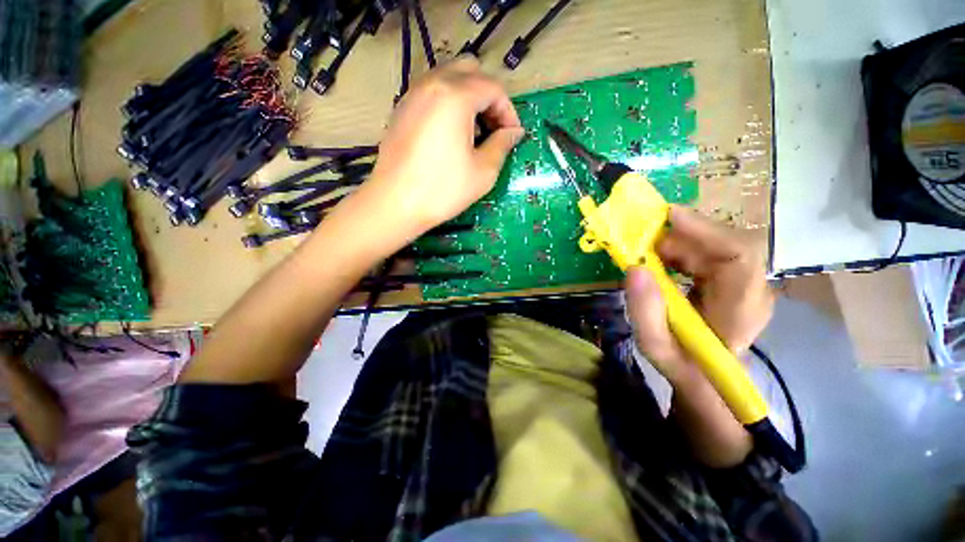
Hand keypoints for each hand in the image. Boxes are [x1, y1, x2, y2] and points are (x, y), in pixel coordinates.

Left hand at [354, 56, 523, 241]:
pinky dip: (448, 102)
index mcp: (456, 96)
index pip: (493, 87)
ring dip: (468, 97)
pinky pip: (431, 91)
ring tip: (472, 131)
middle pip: (470, 71)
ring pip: (449, 77)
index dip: (509, 111)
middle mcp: (432, 84)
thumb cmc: (443, 189)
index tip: (512, 136)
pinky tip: (449, 133)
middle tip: (492, 128)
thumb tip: (514, 132)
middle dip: (488, 96)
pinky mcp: (401, 108)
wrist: (395, 203)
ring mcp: (413, 93)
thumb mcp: (483, 172)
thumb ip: (502, 145)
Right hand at [625, 205, 773, 383]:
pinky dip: (679, 250)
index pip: (740, 256)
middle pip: (723, 243)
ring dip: (676, 244)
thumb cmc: (683, 365)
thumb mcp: (655, 345)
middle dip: (679, 237)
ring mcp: (745, 281)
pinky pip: (707, 251)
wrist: (707, 376)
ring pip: (713, 244)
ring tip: (645, 256)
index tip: (667, 215)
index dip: (705, 229)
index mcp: (742, 310)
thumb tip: (634, 267)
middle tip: (639, 242)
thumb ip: (644, 310)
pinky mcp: (732, 278)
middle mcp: (752, 288)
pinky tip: (660, 262)